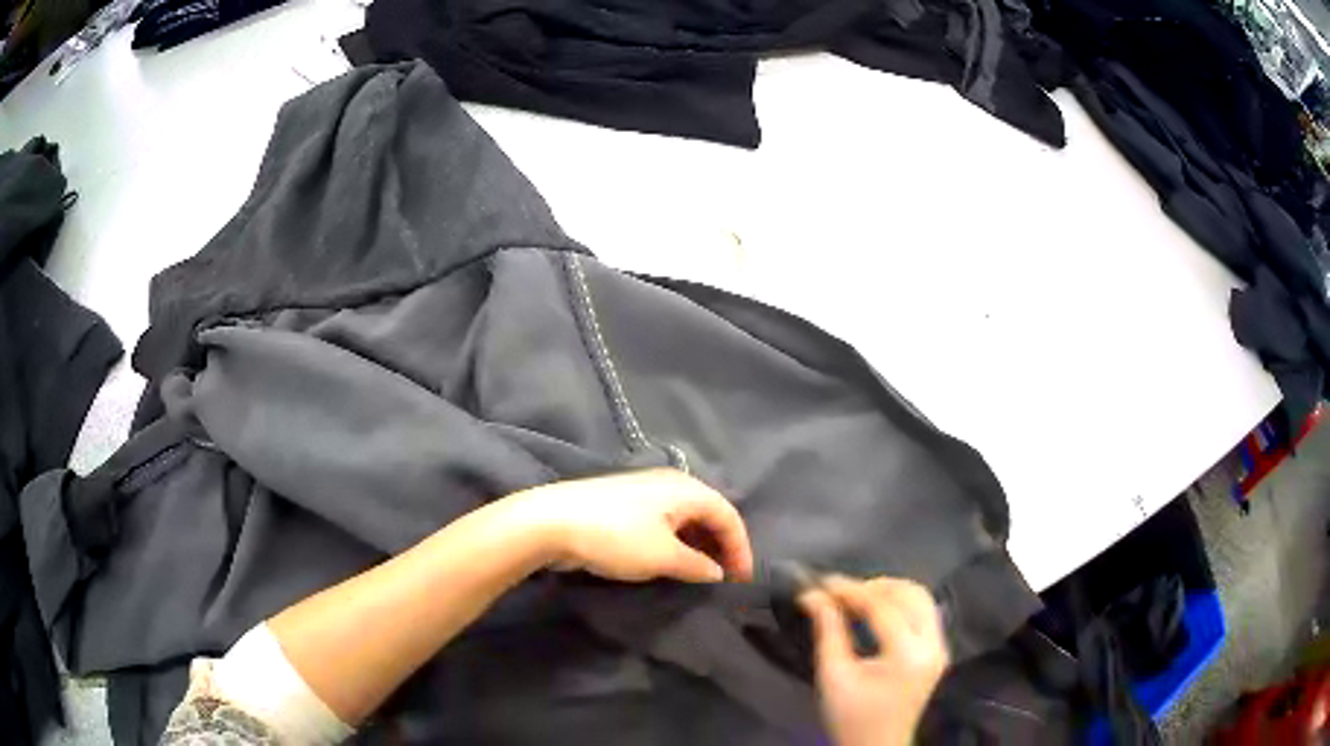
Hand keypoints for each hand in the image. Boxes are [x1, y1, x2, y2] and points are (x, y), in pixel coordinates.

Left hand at [510, 469, 753, 583]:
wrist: (550, 522)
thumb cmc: (615, 537)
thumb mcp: (663, 557)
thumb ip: (697, 565)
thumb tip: (717, 572)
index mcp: (686, 488)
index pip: (728, 515)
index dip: (741, 548)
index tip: (742, 581)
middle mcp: (669, 483)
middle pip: (708, 513)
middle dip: (721, 546)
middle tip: (725, 579)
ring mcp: (644, 492)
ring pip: (685, 519)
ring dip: (698, 546)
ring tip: (701, 575)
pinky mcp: (624, 505)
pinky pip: (663, 523)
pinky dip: (676, 543)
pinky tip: (671, 563)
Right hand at [800, 577, 948, 745]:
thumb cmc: (851, 718)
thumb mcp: (833, 676)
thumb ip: (828, 631)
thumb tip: (813, 595)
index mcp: (908, 656)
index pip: (883, 608)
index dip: (851, 590)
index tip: (822, 581)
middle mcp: (932, 646)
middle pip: (911, 595)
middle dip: (874, 586)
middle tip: (839, 591)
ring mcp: (940, 647)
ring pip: (922, 598)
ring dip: (890, 590)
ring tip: (855, 597)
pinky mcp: (938, 650)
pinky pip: (925, 611)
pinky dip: (901, 602)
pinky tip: (875, 608)